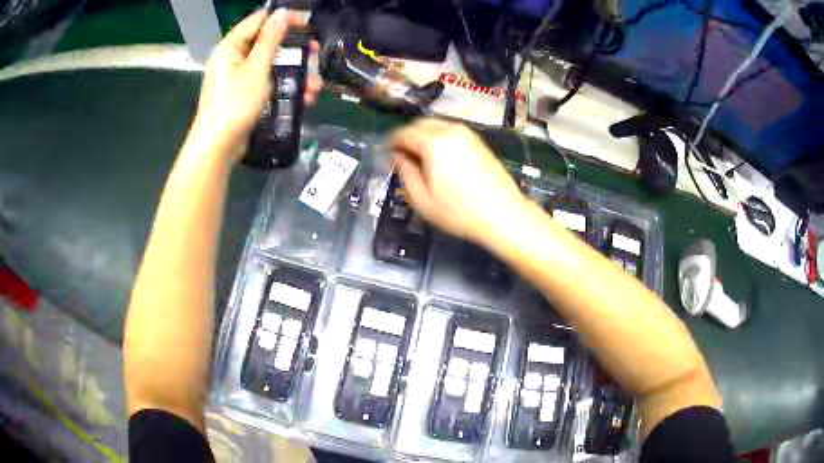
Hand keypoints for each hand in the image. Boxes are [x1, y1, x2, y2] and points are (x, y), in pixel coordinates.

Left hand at [193, 9, 322, 162]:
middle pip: (267, 44)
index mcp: (230, 47)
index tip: (306, 25)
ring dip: (294, 73)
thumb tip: (281, 13)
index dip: (282, 19)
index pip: (258, 20)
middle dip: (294, 51)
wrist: (217, 148)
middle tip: (315, 55)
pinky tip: (303, 98)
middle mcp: (232, 59)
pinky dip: (283, 87)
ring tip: (314, 85)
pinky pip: (265, 83)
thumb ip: (270, 39)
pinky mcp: (242, 96)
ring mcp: (237, 79)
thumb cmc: (235, 104)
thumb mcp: (257, 68)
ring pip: (270, 66)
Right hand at [390, 118, 526, 244]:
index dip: (391, 144)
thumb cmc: (459, 212)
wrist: (503, 214)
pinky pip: (451, 131)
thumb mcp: (422, 199)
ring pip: (436, 125)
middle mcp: (450, 130)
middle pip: (420, 124)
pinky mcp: (478, 141)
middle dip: (408, 137)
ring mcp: (467, 133)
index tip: (388, 157)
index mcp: (433, 142)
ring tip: (422, 159)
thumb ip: (405, 173)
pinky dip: (440, 138)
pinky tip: (441, 159)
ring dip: (424, 136)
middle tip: (403, 157)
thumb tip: (398, 157)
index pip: (403, 133)